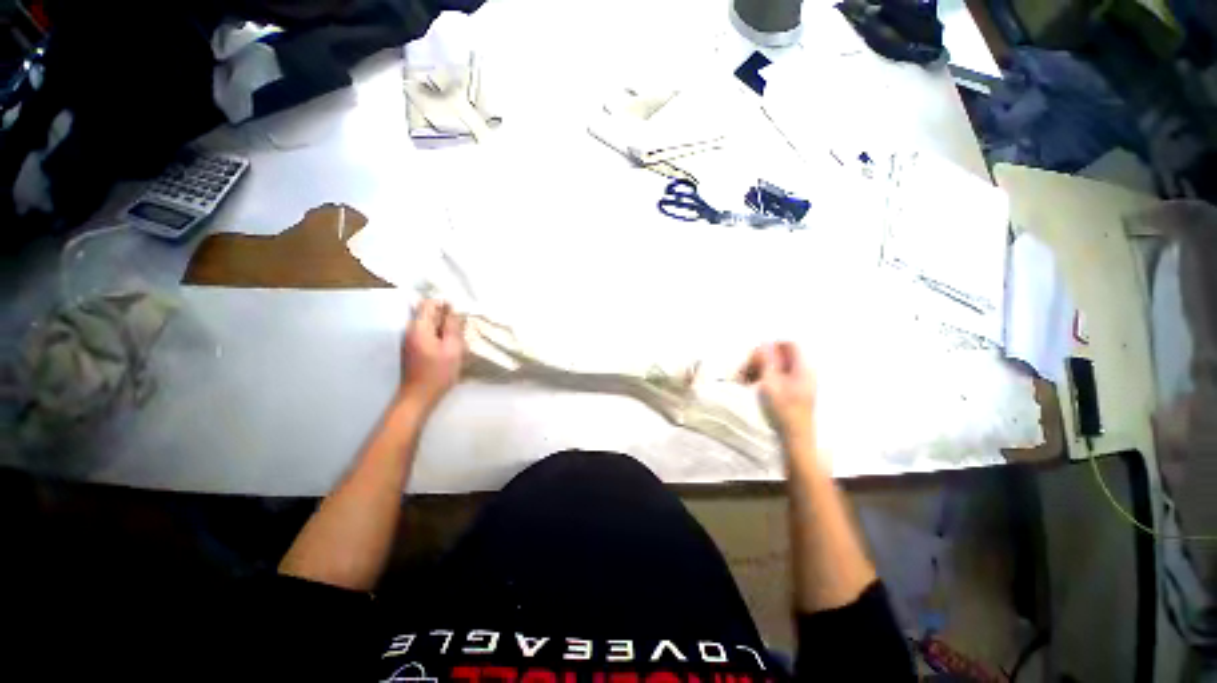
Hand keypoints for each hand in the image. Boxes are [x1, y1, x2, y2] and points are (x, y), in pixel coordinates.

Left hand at [400, 299, 465, 409]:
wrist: (418, 396)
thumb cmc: (438, 373)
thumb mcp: (453, 349)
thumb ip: (452, 327)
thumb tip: (452, 310)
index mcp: (419, 328)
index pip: (429, 304)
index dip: (445, 305)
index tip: (458, 316)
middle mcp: (410, 330)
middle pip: (428, 314)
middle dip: (445, 319)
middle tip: (460, 332)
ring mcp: (409, 340)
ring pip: (428, 325)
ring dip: (443, 329)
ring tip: (456, 341)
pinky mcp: (411, 349)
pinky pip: (426, 334)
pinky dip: (438, 337)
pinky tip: (448, 349)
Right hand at [739, 342, 816, 440]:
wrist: (795, 438)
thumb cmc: (783, 411)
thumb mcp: (771, 384)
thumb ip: (767, 362)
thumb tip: (764, 343)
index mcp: (803, 368)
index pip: (790, 344)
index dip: (771, 346)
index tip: (755, 357)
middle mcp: (805, 372)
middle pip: (782, 355)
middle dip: (761, 360)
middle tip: (745, 371)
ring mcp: (801, 383)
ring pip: (778, 366)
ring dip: (760, 370)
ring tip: (745, 381)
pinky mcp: (795, 391)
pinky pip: (779, 376)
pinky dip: (765, 378)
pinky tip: (754, 387)